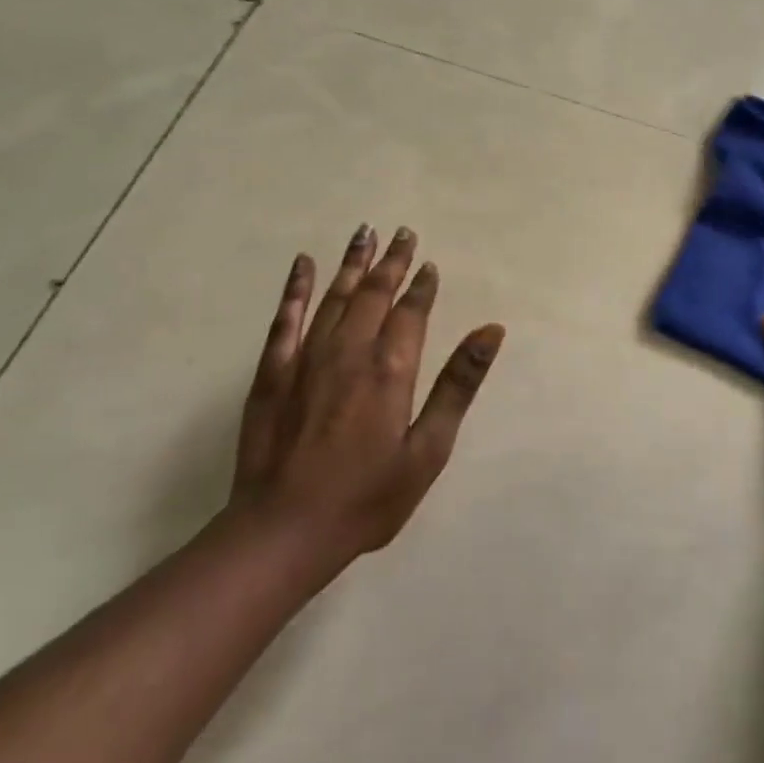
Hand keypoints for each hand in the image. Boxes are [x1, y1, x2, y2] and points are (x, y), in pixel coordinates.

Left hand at [229, 225, 505, 567]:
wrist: (284, 530)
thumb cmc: (367, 497)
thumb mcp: (428, 450)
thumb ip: (458, 385)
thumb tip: (491, 330)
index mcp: (390, 369)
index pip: (411, 312)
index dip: (422, 286)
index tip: (429, 263)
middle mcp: (349, 351)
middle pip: (374, 293)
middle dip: (391, 262)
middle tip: (402, 233)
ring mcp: (306, 358)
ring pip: (335, 297)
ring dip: (352, 263)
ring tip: (364, 233)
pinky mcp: (272, 372)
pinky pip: (286, 318)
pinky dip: (296, 288)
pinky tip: (304, 265)